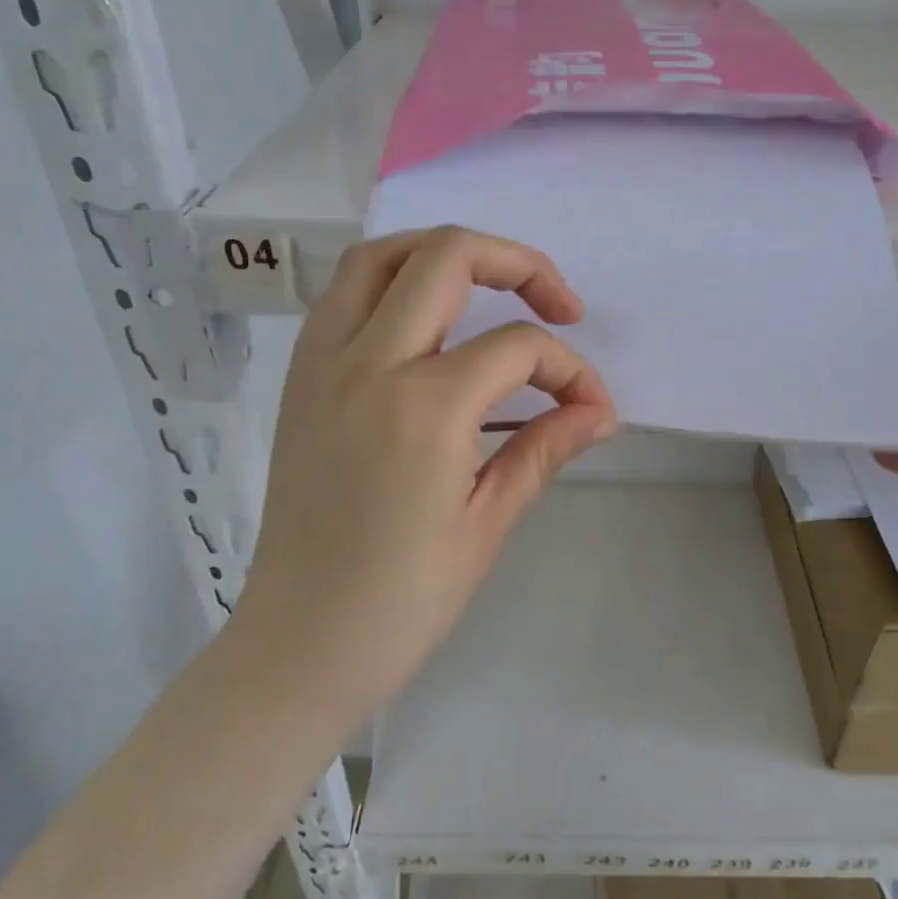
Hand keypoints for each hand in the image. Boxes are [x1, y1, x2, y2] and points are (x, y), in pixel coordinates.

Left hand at [240, 227, 615, 720]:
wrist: (299, 645)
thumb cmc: (402, 602)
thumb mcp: (487, 524)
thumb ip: (544, 448)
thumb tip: (597, 411)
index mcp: (424, 408)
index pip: (517, 349)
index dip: (570, 370)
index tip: (591, 408)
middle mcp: (368, 364)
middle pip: (447, 256)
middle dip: (519, 264)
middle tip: (558, 305)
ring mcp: (323, 364)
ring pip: (381, 256)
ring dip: (444, 254)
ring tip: (490, 286)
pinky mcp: (301, 378)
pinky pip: (344, 295)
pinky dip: (392, 281)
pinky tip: (426, 318)